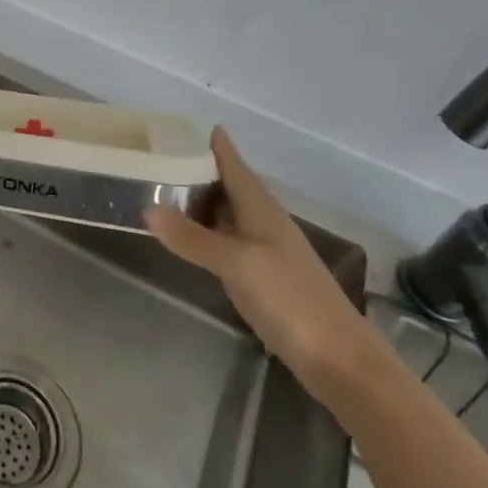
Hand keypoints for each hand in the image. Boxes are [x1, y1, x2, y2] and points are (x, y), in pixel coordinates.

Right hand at [145, 128, 379, 399]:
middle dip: (195, 169)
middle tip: (155, 157)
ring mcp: (264, 250)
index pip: (232, 162)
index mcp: (260, 207)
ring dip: (198, 201)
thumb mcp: (236, 263)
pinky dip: (204, 232)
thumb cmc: (289, 298)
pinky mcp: (262, 277)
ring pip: (225, 213)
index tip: (176, 127)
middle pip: (226, 185)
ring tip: (160, 190)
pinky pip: (226, 241)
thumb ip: (192, 237)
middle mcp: (263, 221)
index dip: (210, 142)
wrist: (340, 360)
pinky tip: (186, 237)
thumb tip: (147, 208)